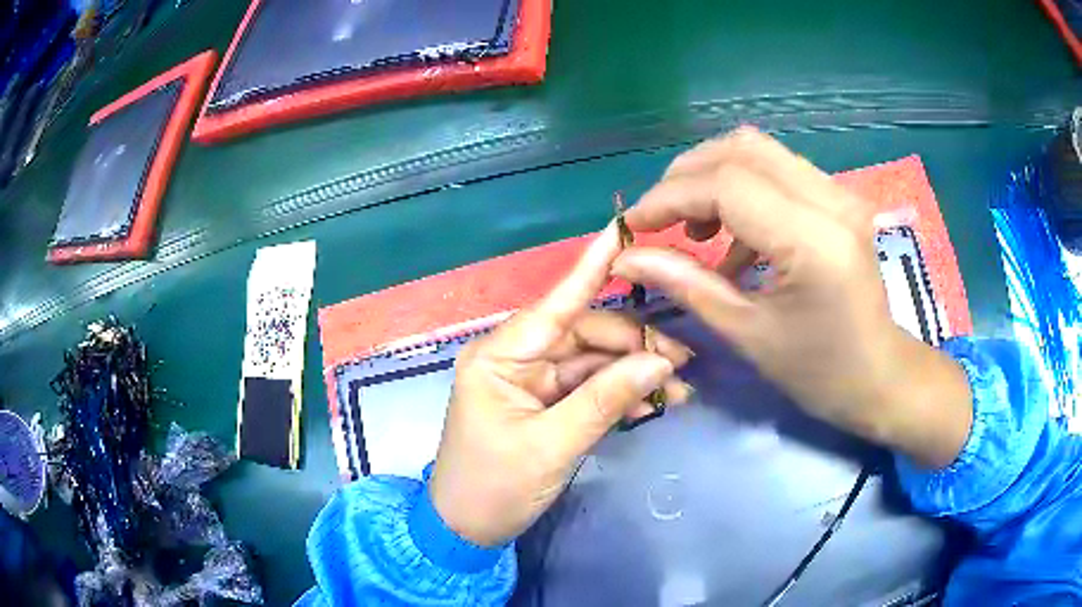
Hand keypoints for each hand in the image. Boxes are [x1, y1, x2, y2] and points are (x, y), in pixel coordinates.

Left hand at [429, 225, 693, 546]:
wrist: (465, 529)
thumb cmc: (494, 487)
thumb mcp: (552, 446)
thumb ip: (606, 399)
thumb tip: (660, 359)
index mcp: (501, 356)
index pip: (556, 302)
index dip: (593, 266)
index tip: (624, 229)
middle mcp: (516, 357)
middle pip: (585, 333)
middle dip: (634, 344)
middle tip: (683, 362)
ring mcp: (532, 380)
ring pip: (593, 360)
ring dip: (634, 372)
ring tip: (678, 389)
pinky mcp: (545, 403)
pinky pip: (589, 386)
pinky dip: (619, 393)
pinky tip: (653, 403)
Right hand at [613, 127, 972, 467]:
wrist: (881, 376)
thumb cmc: (820, 372)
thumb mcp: (748, 334)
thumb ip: (687, 285)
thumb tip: (627, 258)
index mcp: (814, 241)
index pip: (726, 186)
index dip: (670, 198)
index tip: (634, 225)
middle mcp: (831, 201)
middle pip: (741, 149)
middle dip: (687, 177)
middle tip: (661, 219)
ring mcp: (840, 194)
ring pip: (760, 151)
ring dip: (713, 177)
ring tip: (696, 226)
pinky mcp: (839, 199)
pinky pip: (779, 171)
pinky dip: (742, 190)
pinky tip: (735, 238)